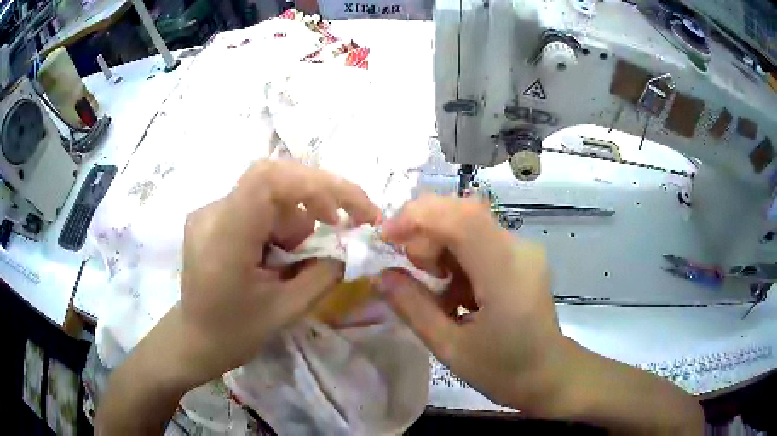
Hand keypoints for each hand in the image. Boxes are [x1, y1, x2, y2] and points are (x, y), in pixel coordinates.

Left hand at [178, 159, 380, 383]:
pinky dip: (279, 222)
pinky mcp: (213, 216)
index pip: (268, 181)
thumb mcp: (286, 310)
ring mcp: (210, 212)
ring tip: (295, 257)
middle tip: (336, 225)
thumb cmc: (235, 333)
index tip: (348, 211)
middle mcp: (213, 213)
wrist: (195, 339)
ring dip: (295, 218)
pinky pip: (256, 204)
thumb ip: (323, 275)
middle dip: (314, 196)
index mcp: (224, 239)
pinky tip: (276, 253)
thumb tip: (351, 248)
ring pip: (268, 194)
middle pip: (273, 179)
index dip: (316, 184)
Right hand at [377, 195, 563, 411]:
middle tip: (412, 269)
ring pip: (468, 223)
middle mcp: (518, 249)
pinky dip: (455, 255)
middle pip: (463, 213)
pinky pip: (479, 240)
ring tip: (434, 286)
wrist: (548, 374)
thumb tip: (381, 275)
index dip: (417, 217)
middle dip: (424, 230)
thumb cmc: (503, 370)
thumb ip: (413, 307)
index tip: (385, 236)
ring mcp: (522, 250)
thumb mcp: (449, 347)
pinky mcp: (521, 256)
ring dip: (439, 244)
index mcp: (506, 273)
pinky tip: (454, 290)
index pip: (460, 219)